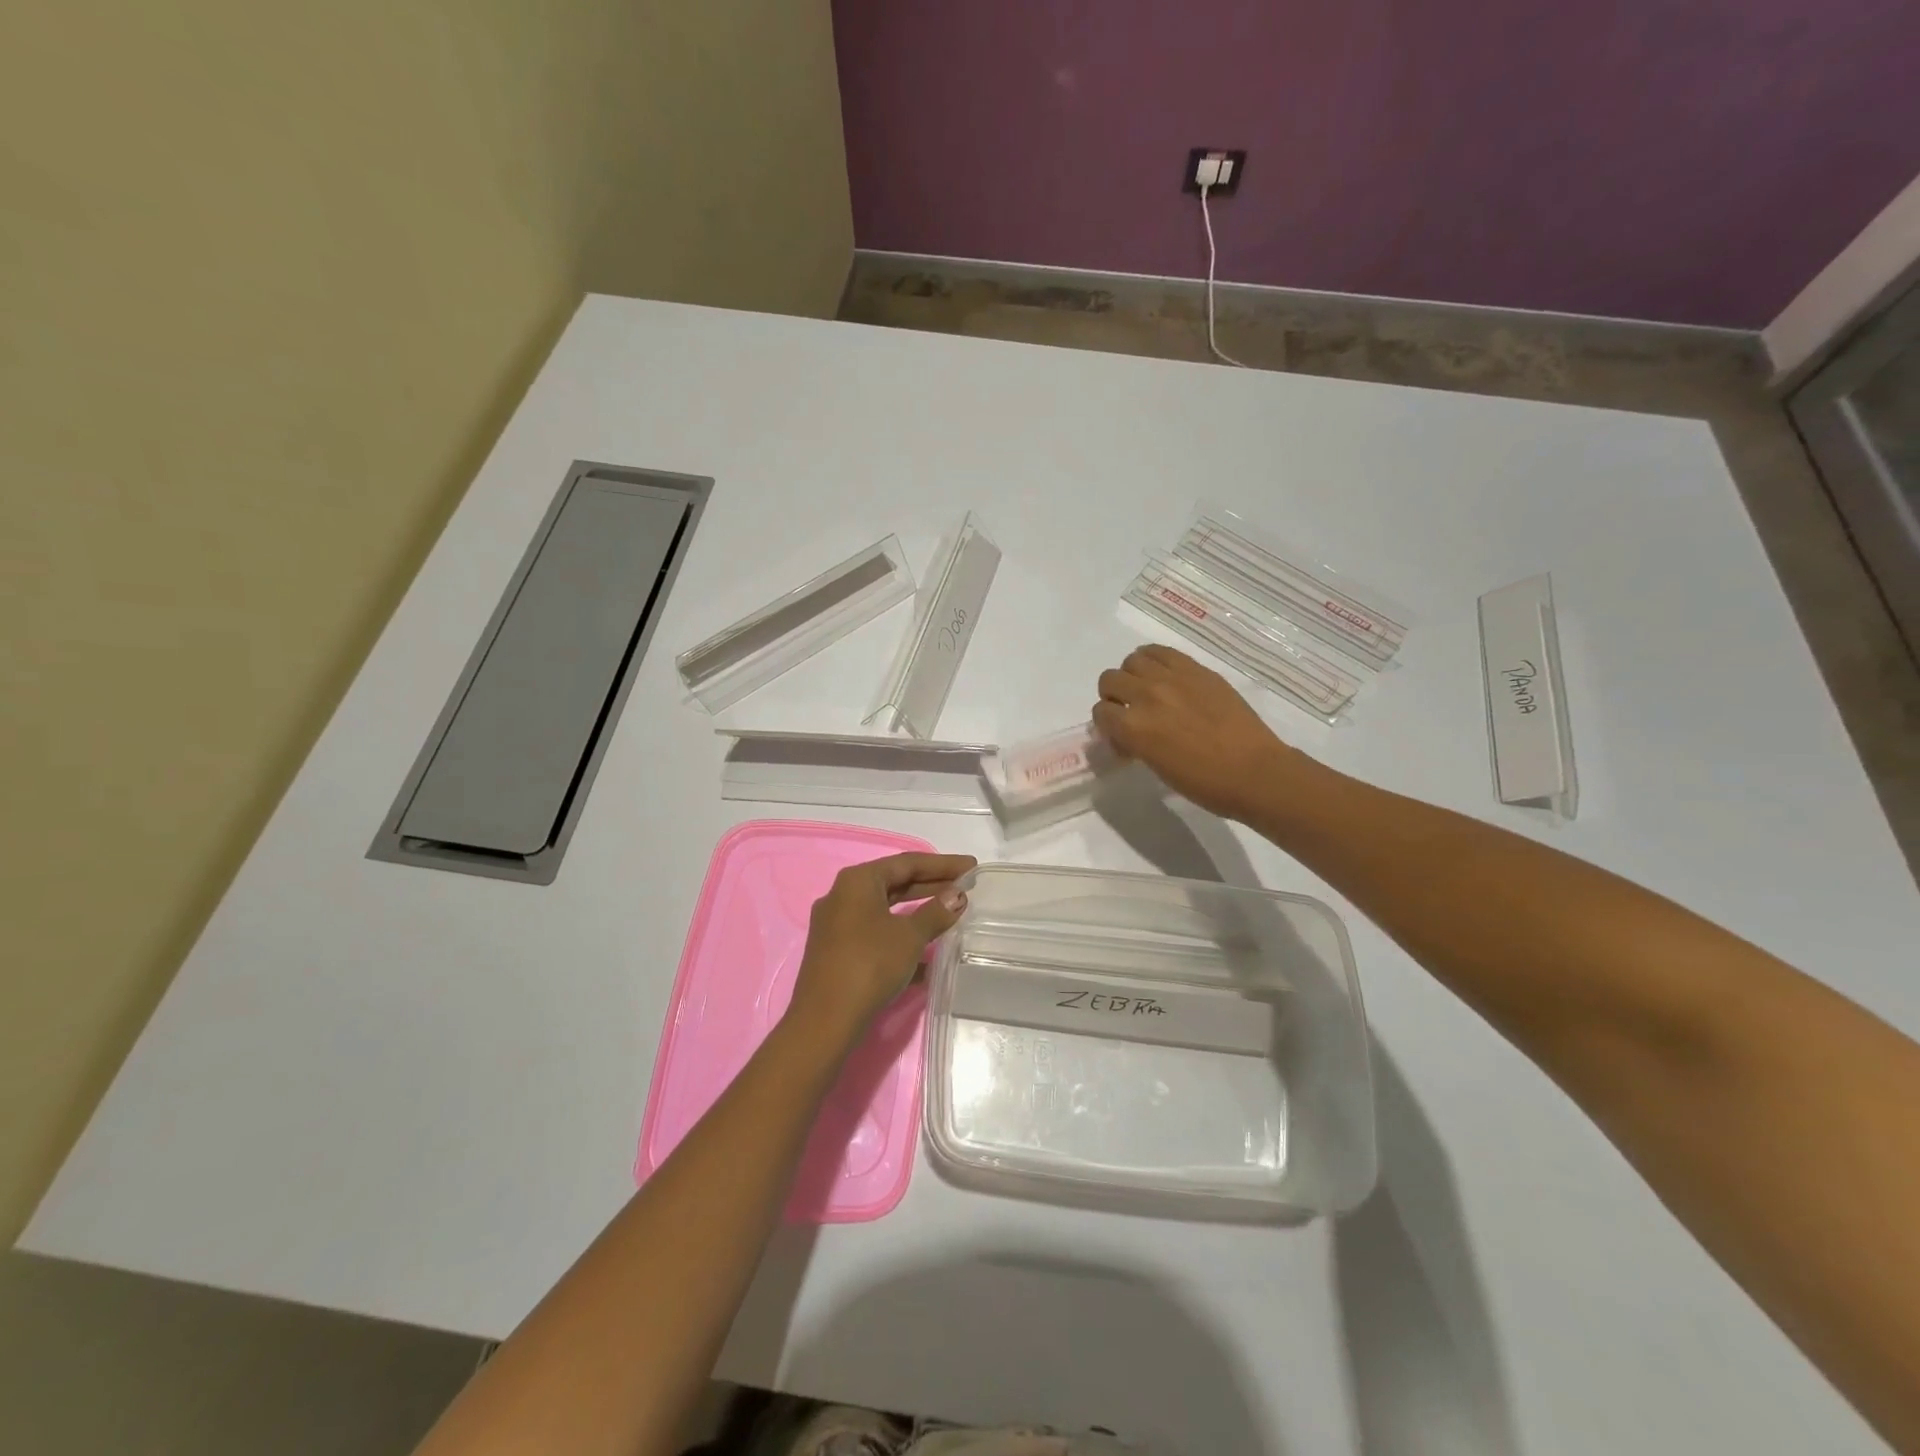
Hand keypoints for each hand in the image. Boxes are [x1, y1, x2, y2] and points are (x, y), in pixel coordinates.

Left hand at [786, 852, 975, 1041]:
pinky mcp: (837, 952)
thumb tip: (957, 896)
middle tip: (965, 888)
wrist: (825, 1021)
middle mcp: (843, 896)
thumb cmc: (869, 965)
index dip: (943, 864)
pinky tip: (929, 958)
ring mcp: (837, 925)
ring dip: (918, 913)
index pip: (907, 863)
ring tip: (951, 916)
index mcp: (857, 881)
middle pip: (895, 884)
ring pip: (885, 910)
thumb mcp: (909, 937)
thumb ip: (935, 913)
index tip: (971, 866)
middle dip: (931, 885)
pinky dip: (901, 938)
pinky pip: (876, 935)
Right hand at [1093, 645, 1303, 820]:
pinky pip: (1161, 652)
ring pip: (1133, 660)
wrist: (1253, 772)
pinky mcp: (1196, 669)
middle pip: (1109, 680)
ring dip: (1133, 675)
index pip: (1100, 713)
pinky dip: (1154, 661)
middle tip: (1130, 711)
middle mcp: (1146, 696)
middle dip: (1114, 697)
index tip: (1122, 737)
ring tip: (1148, 691)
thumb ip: (1134, 742)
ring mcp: (1172, 678)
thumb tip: (1127, 733)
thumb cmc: (1203, 783)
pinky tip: (1164, 676)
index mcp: (1133, 728)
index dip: (1107, 725)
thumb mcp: (1155, 766)